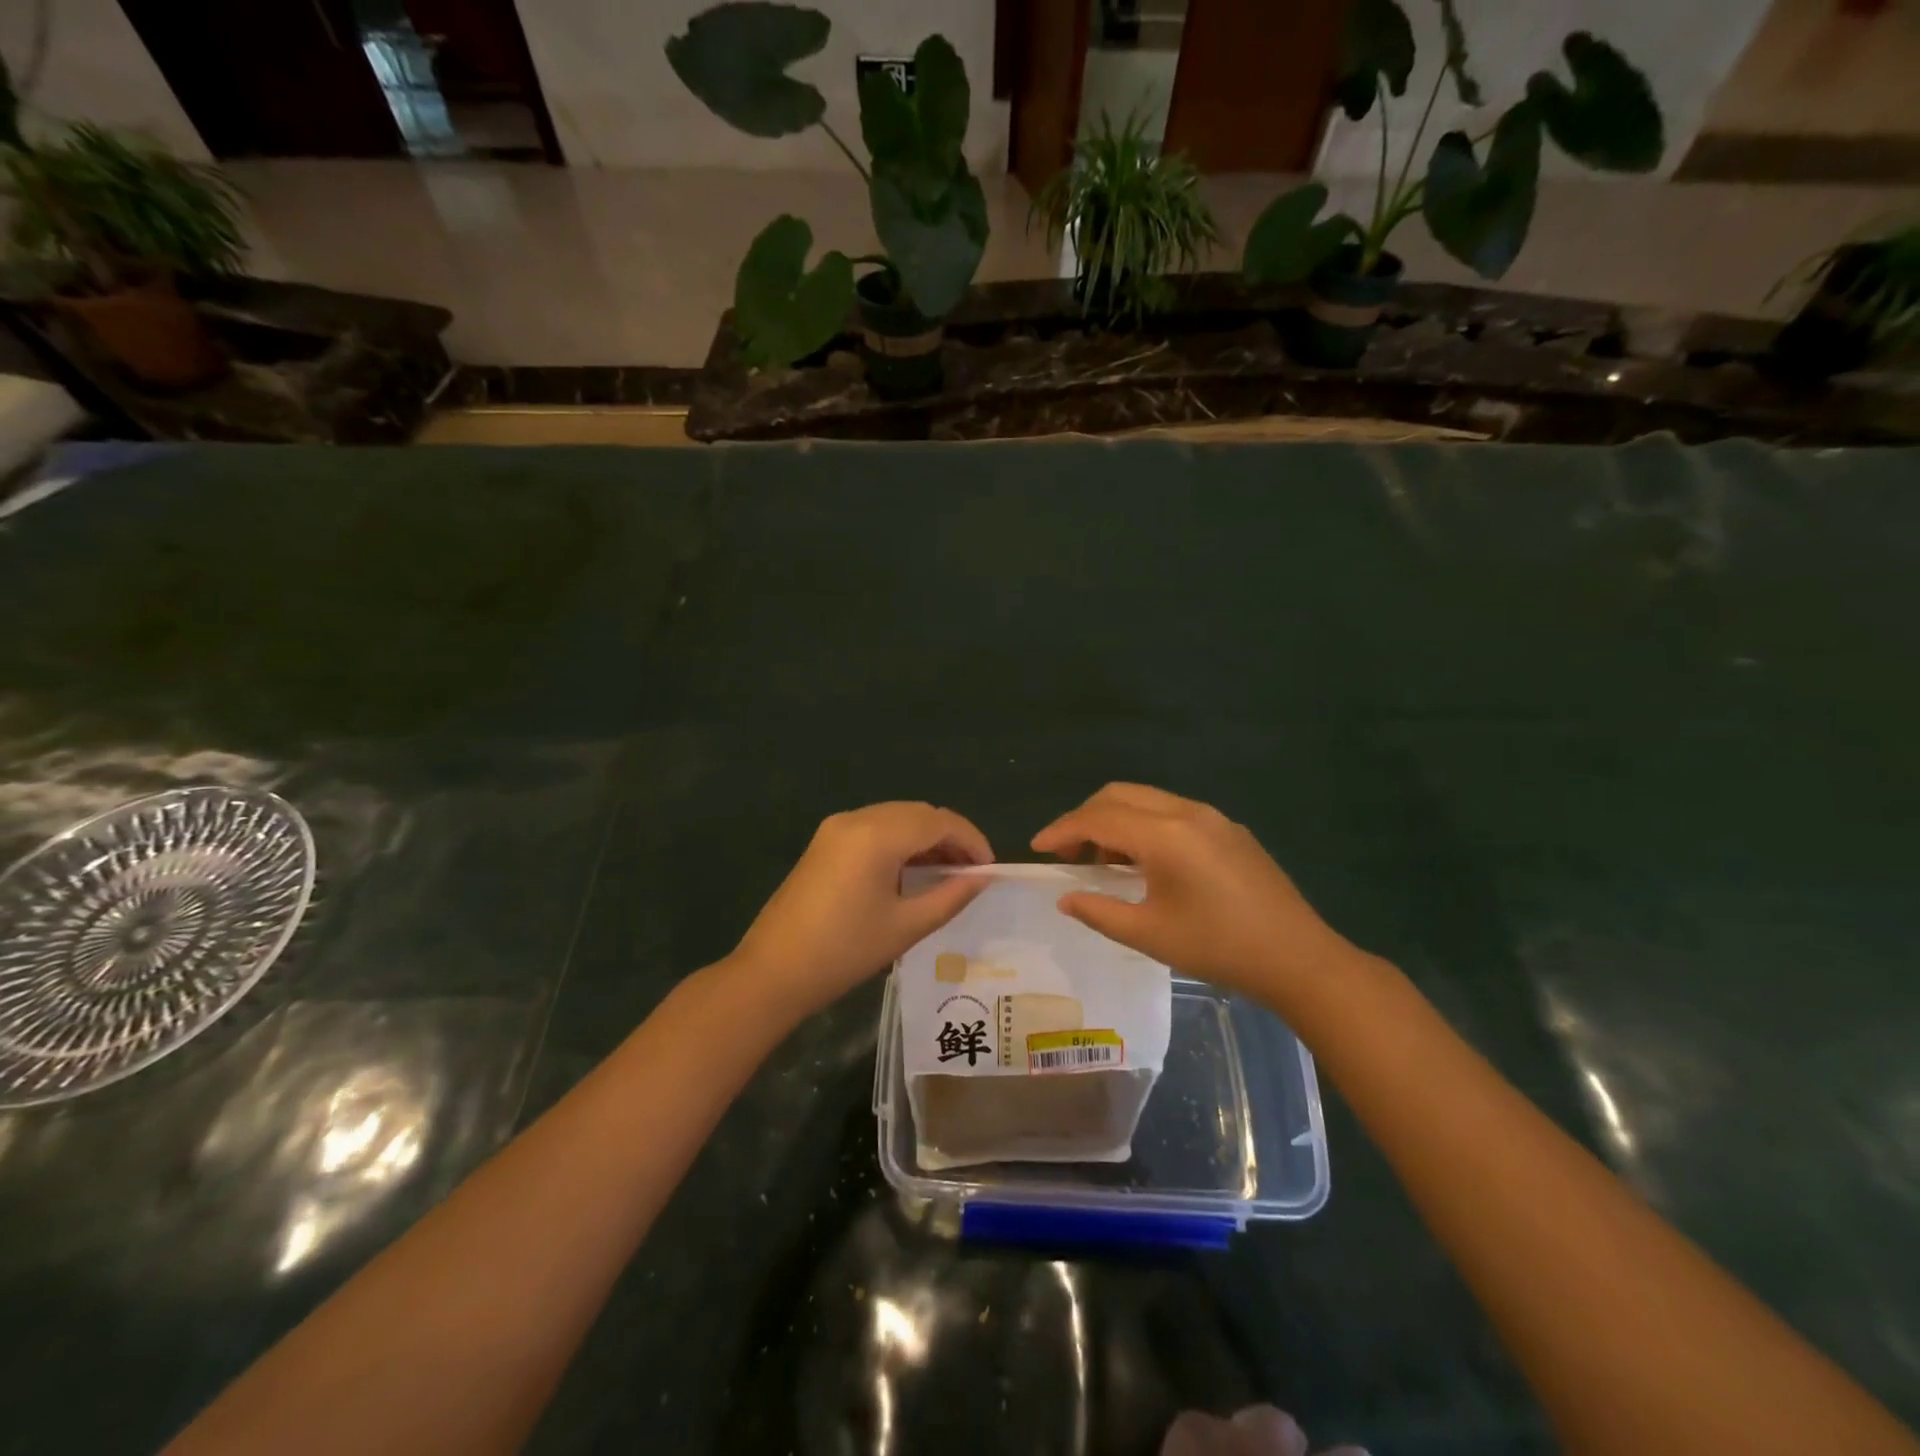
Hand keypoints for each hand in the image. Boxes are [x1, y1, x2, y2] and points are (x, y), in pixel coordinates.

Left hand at [730, 802, 992, 1018]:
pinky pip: (875, 827)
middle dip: (950, 837)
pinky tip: (911, 870)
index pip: (939, 821)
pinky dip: (901, 841)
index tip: (989, 870)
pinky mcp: (825, 841)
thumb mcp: (906, 926)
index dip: (971, 840)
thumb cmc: (844, 952)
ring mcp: (836, 827)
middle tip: (971, 873)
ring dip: (926, 838)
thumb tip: (982, 878)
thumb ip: (950, 896)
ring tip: (947, 874)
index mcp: (877, 835)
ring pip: (897, 817)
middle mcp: (857, 818)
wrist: (773, 972)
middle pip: (918, 813)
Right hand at [1031, 783, 1350, 1001]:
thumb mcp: (1149, 935)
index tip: (1037, 848)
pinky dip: (1143, 825)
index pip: (1097, 818)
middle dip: (1084, 818)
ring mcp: (1211, 817)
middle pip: (1118, 795)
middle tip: (1066, 853)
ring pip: (1145, 799)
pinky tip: (1144, 862)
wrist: (1298, 958)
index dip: (1061, 830)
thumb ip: (1098, 911)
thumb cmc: (1218, 948)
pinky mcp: (1228, 829)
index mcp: (1164, 835)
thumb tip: (1065, 897)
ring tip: (1102, 862)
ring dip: (1114, 820)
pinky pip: (1171, 811)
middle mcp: (1186, 812)